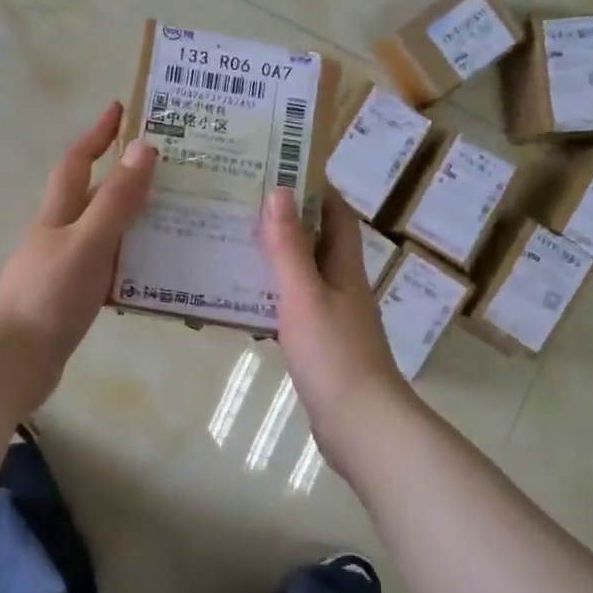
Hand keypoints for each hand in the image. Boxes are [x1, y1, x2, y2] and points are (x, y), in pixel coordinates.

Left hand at [0, 100, 157, 393]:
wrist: (12, 361)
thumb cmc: (47, 296)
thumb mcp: (87, 242)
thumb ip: (116, 201)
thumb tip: (143, 147)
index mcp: (58, 214)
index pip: (78, 162)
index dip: (97, 134)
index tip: (120, 109)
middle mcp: (61, 235)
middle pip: (95, 198)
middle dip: (127, 179)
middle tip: (173, 170)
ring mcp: (65, 269)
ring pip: (107, 237)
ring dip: (137, 226)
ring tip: (181, 221)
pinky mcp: (72, 301)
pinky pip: (110, 273)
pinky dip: (133, 268)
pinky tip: (159, 277)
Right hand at [260, 186, 411, 465]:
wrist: (360, 424)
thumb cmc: (333, 353)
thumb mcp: (303, 295)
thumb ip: (288, 247)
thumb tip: (279, 191)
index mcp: (345, 268)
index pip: (336, 216)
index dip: (315, 190)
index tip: (281, 168)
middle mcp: (343, 287)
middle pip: (317, 244)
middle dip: (286, 222)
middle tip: (242, 205)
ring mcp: (334, 319)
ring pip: (303, 277)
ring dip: (275, 260)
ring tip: (233, 245)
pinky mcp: (322, 347)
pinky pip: (293, 310)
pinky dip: (271, 298)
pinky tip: (242, 303)